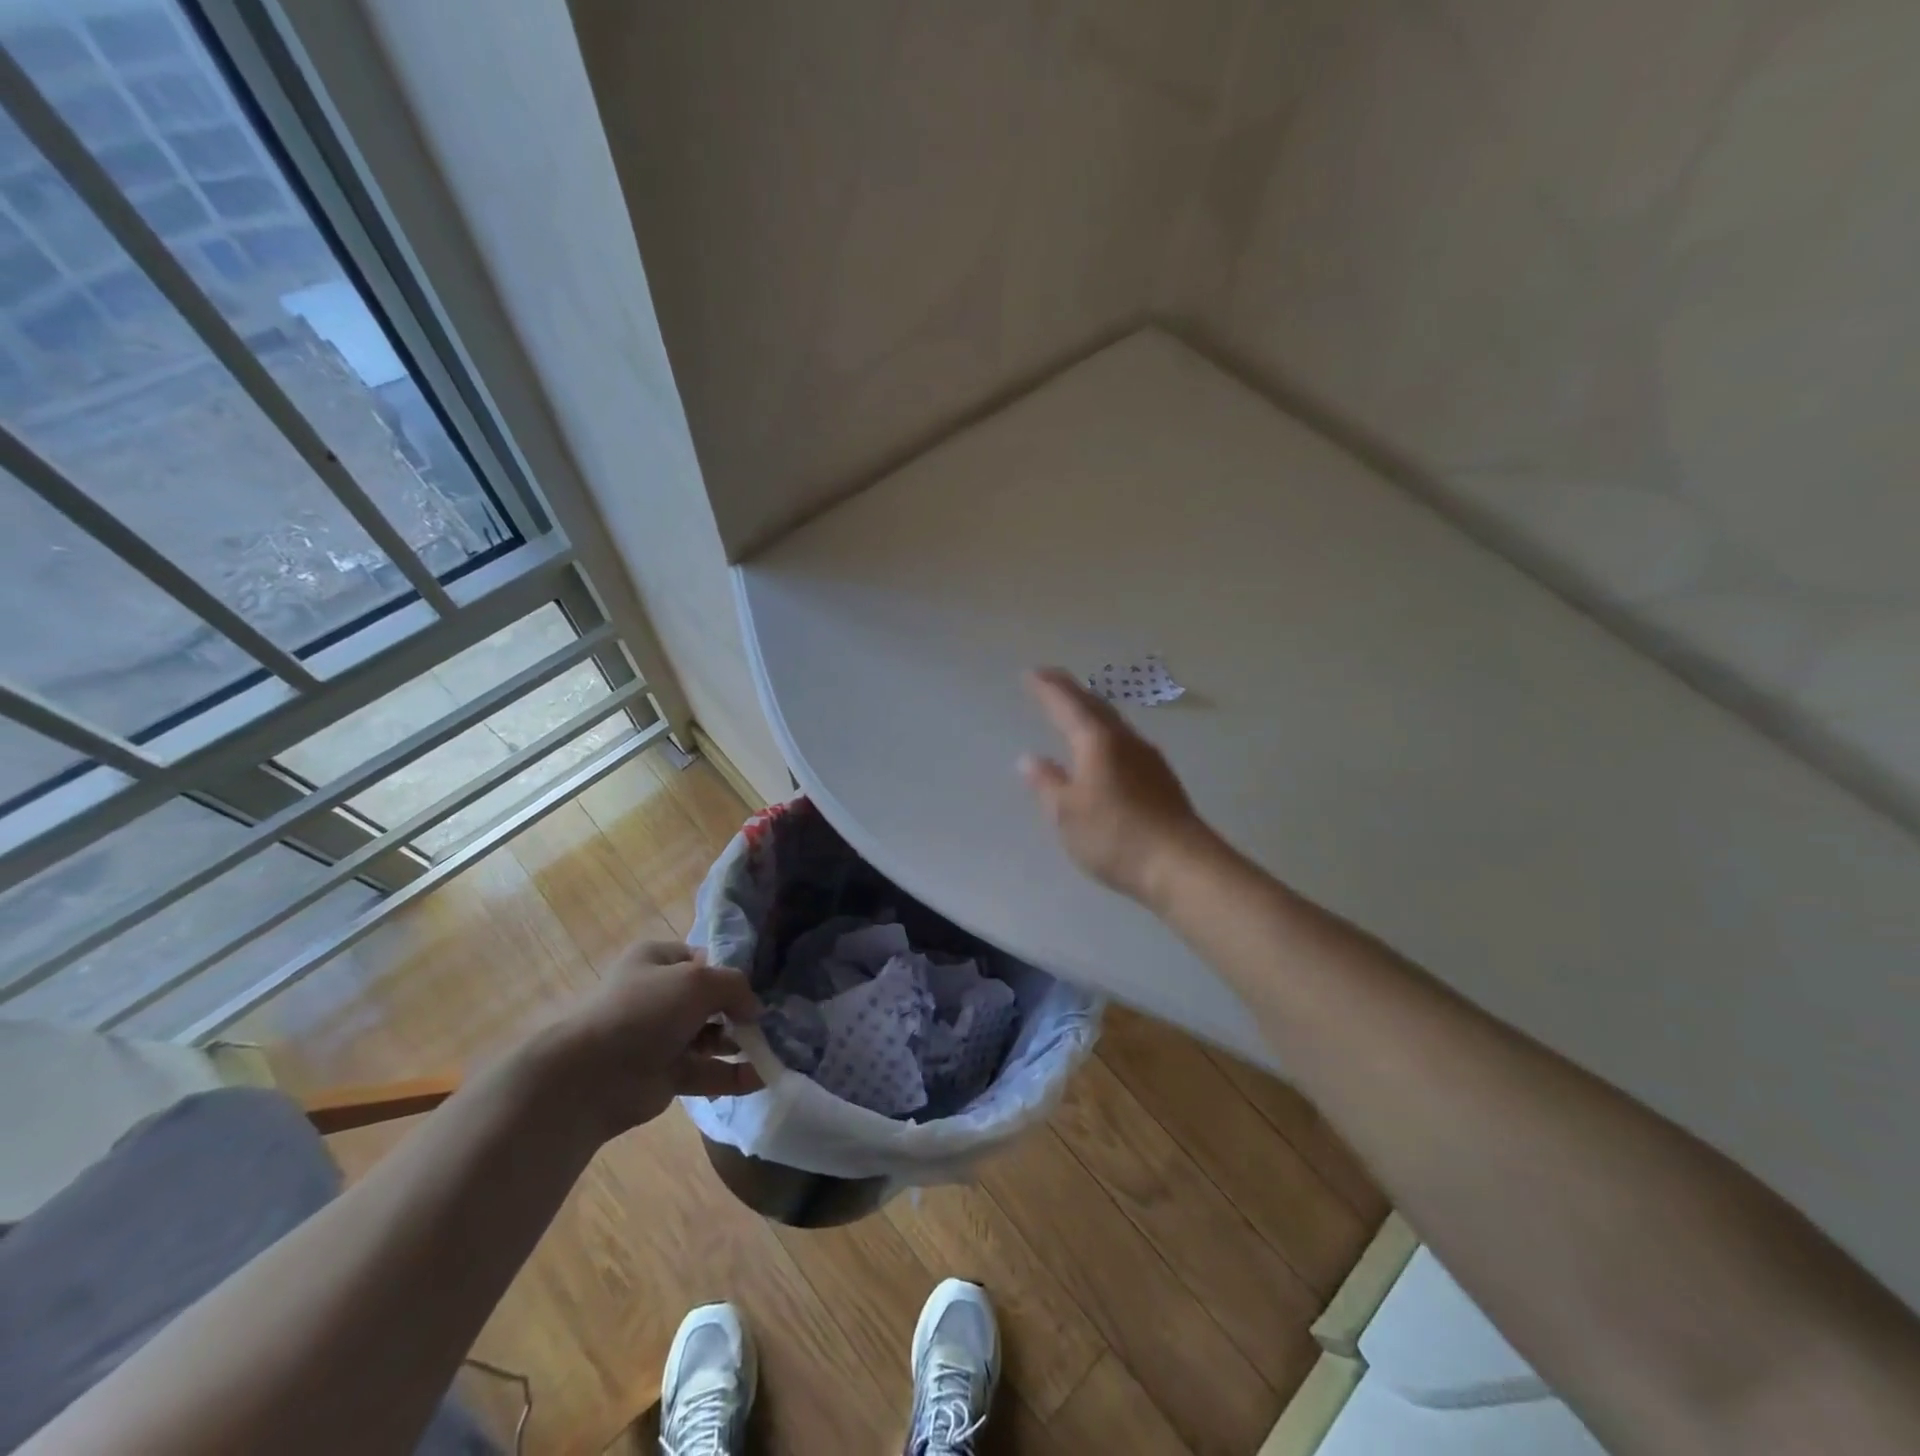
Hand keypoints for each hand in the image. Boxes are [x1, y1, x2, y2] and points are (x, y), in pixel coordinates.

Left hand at [536, 940, 762, 1137]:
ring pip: (711, 1037)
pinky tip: (762, 1077)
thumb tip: (755, 1009)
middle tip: (770, 1020)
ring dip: (740, 1043)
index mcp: (657, 960)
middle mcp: (659, 995)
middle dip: (739, 1010)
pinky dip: (733, 1075)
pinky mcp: (666, 1075)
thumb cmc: (645, 1011)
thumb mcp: (698, 980)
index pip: (702, 959)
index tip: (757, 985)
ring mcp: (662, 1037)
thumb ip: (735, 987)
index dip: (728, 970)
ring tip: (774, 1048)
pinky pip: (707, 1072)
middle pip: (710, 999)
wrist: (592, 1076)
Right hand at [1018, 667, 1216, 905]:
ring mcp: (1148, 758)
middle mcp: (1125, 741)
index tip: (1031, 673)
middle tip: (1050, 679)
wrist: (1181, 865)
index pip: (1067, 705)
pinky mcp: (1161, 779)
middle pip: (1095, 706)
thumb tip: (1029, 759)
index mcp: (1098, 742)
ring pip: (1113, 722)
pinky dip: (1106, 733)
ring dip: (1091, 710)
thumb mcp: (1067, 814)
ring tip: (1075, 709)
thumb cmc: (1115, 836)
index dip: (1047, 689)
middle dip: (1071, 691)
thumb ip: (1047, 783)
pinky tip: (1105, 749)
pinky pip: (1125, 741)